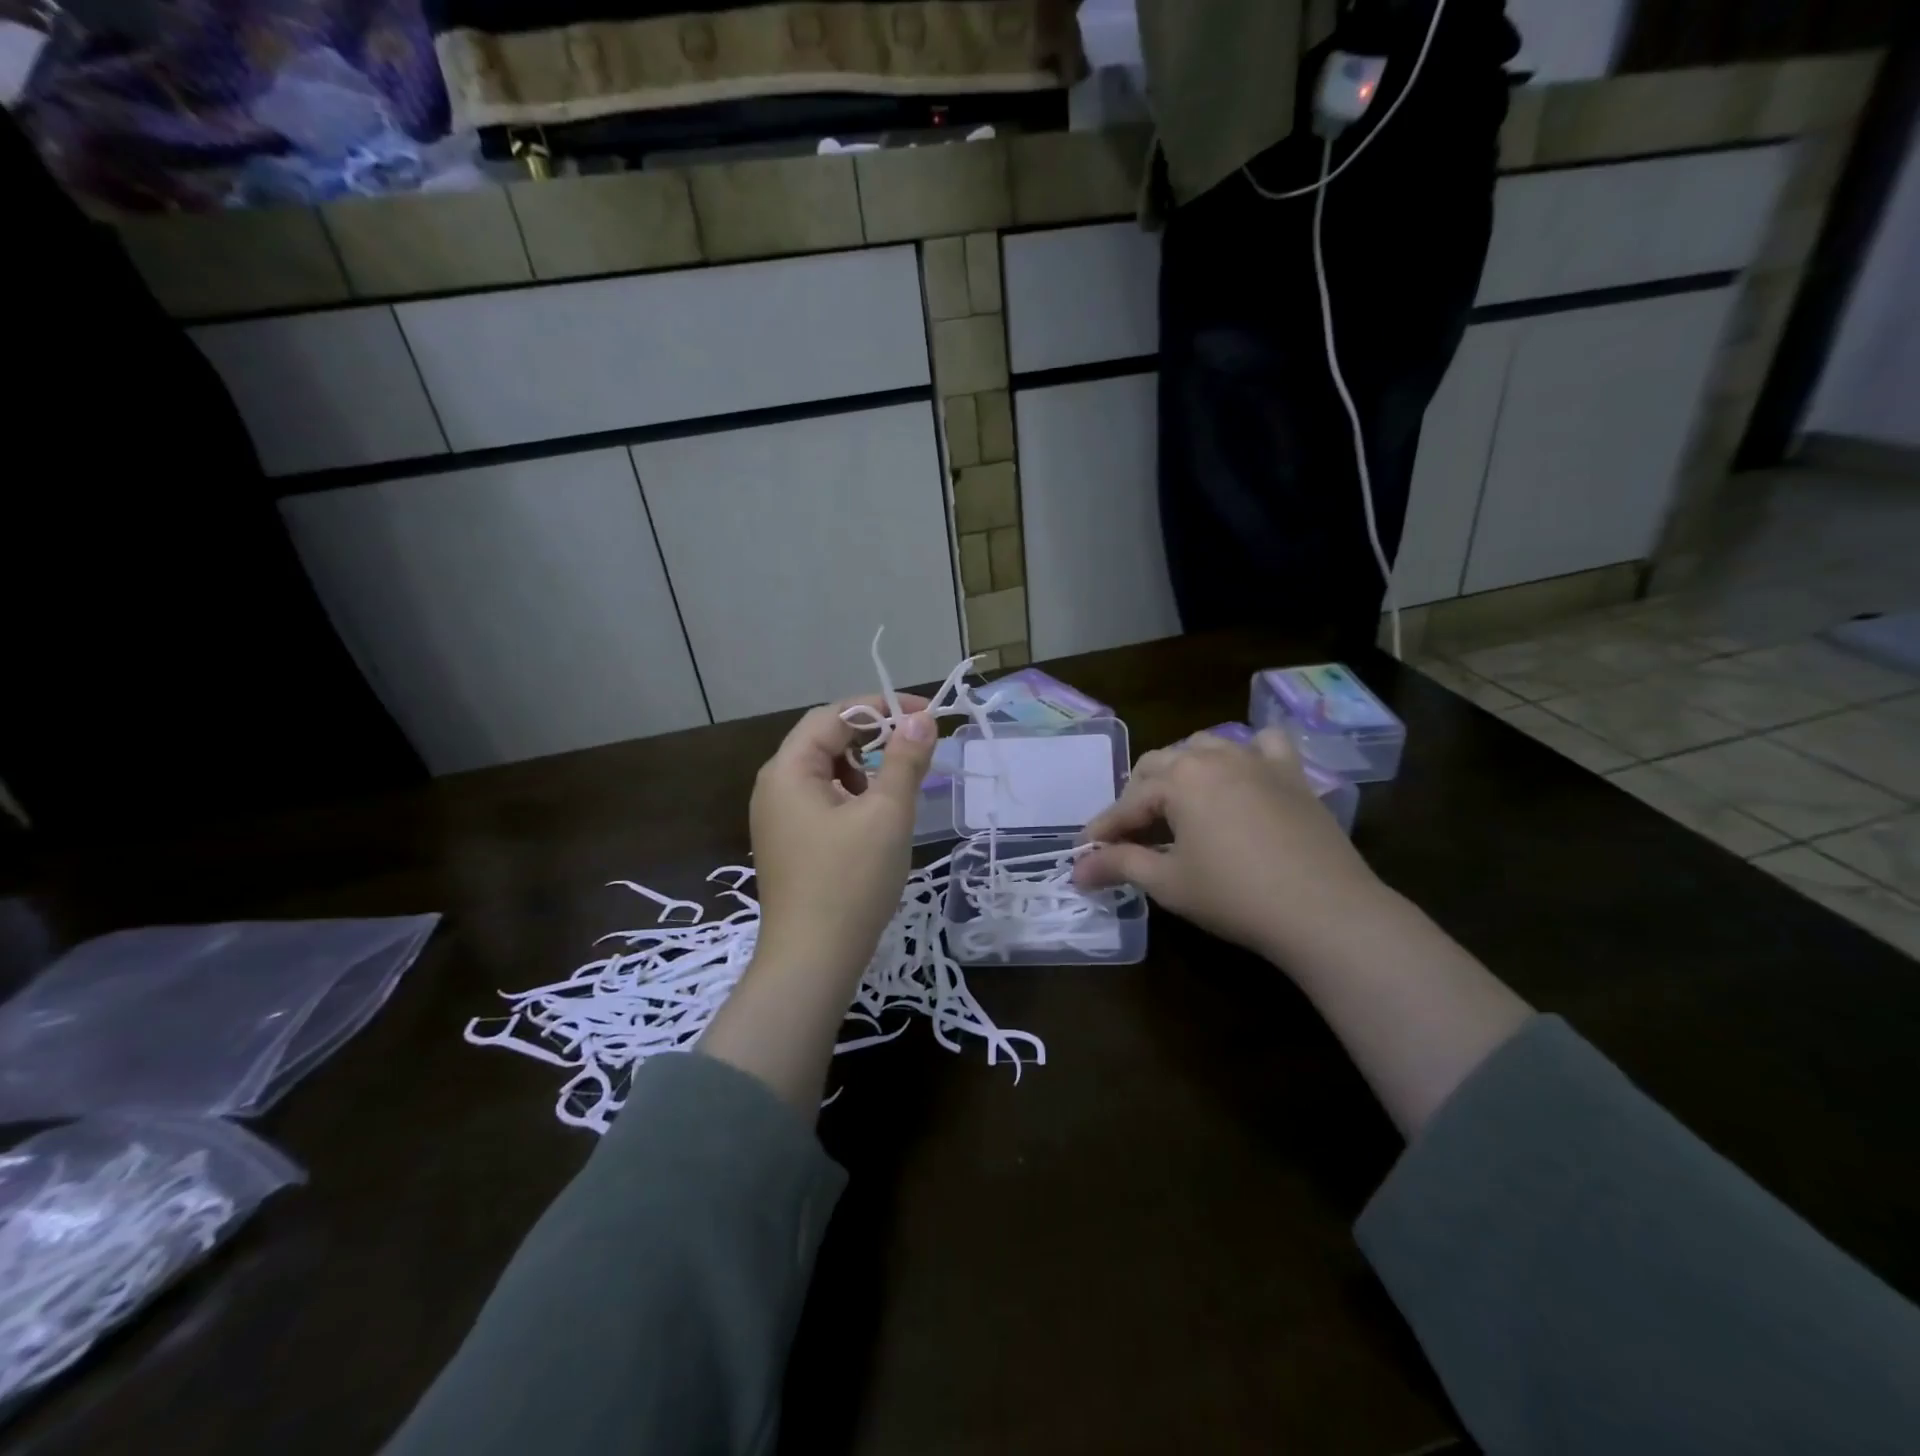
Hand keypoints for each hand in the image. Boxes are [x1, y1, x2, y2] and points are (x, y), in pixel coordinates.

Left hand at [749, 695, 937, 984]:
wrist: (812, 961)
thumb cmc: (851, 881)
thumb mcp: (887, 814)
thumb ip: (906, 759)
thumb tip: (921, 719)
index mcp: (788, 769)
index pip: (834, 715)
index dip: (881, 707)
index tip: (925, 715)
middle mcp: (774, 785)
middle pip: (825, 739)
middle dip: (873, 736)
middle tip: (916, 746)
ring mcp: (777, 817)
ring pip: (825, 771)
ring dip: (864, 766)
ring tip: (898, 787)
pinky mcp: (788, 842)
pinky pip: (822, 800)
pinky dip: (852, 795)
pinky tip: (875, 818)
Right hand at [1073, 729, 1385, 964]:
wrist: (1324, 911)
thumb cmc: (1235, 896)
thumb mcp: (1169, 882)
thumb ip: (1120, 865)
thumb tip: (1078, 870)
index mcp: (1179, 780)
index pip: (1128, 803)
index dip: (1103, 830)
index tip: (1085, 853)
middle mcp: (1214, 757)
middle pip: (1159, 765)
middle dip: (1137, 797)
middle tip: (1129, 834)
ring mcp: (1257, 760)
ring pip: (1205, 746)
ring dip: (1182, 769)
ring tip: (1177, 802)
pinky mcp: (1292, 774)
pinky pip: (1264, 743)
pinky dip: (1247, 751)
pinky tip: (1242, 773)